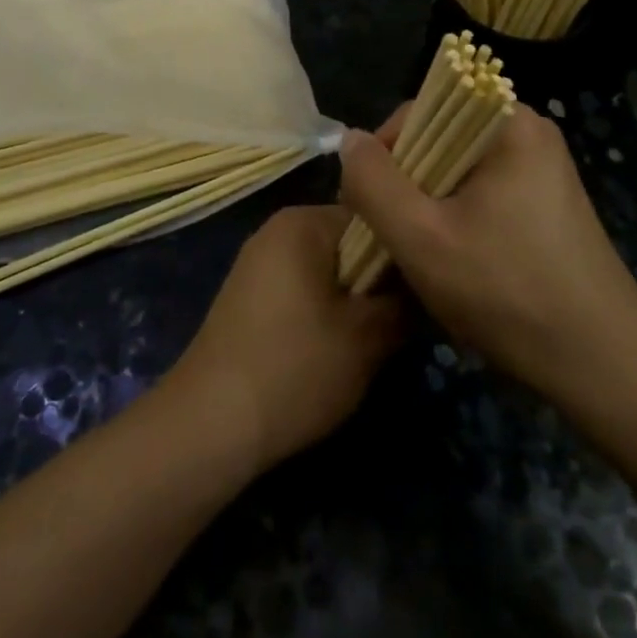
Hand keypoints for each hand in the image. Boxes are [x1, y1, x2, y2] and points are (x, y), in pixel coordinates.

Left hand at [164, 205, 403, 475]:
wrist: (210, 422)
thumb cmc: (295, 368)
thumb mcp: (366, 339)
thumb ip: (404, 304)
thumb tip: (426, 285)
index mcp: (303, 222)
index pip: (371, 215)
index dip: (403, 249)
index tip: (426, 284)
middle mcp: (277, 229)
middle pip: (347, 241)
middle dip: (377, 277)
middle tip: (406, 316)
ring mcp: (258, 261)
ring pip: (326, 267)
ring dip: (352, 296)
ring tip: (377, 335)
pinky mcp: (248, 295)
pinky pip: (301, 286)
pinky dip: (323, 308)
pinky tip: (336, 346)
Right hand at [338, 106, 636, 402]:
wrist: (607, 368)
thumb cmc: (509, 293)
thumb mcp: (421, 238)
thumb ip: (373, 183)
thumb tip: (350, 141)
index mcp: (507, 123)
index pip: (420, 111)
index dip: (384, 154)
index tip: (369, 206)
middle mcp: (529, 132)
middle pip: (439, 140)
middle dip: (407, 186)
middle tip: (395, 238)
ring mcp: (544, 169)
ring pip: (458, 172)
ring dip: (430, 207)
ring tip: (423, 256)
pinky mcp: (549, 204)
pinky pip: (484, 194)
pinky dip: (460, 220)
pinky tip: (458, 264)